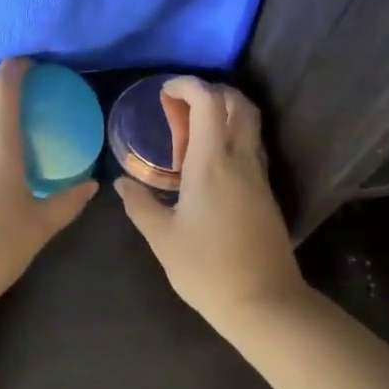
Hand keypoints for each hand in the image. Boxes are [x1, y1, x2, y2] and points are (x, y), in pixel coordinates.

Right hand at [115, 77, 307, 322]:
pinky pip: (250, 148)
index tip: (165, 92)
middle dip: (210, 93)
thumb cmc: (207, 269)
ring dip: (223, 115)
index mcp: (213, 163)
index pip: (209, 102)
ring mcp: (258, 176)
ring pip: (249, 125)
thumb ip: (140, 205)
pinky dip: (230, 139)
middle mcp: (241, 160)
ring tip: (189, 136)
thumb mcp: (162, 238)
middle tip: (180, 107)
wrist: (264, 303)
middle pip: (238, 104)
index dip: (188, 86)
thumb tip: (122, 184)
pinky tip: (207, 164)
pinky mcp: (266, 193)